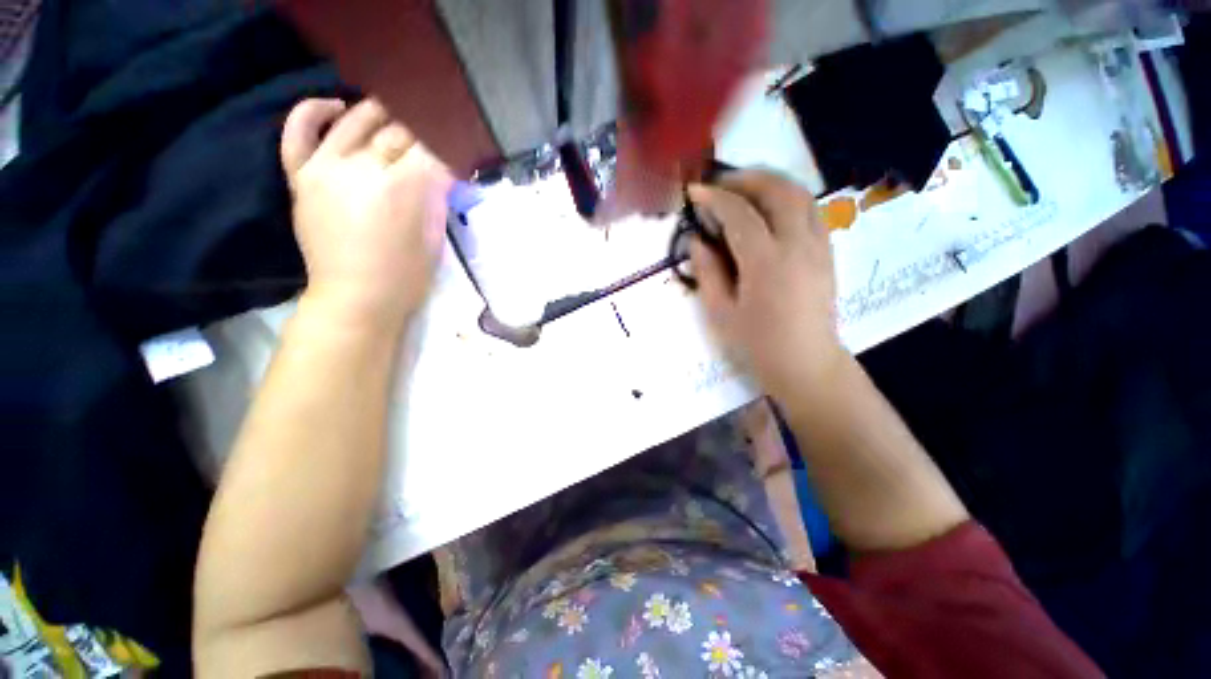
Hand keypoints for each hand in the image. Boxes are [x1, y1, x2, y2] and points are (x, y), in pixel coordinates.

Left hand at [280, 98, 452, 331]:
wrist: (355, 300)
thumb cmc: (405, 276)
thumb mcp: (434, 238)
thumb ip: (436, 198)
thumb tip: (441, 171)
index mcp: (401, 189)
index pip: (429, 149)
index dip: (447, 148)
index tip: (456, 154)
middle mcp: (361, 168)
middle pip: (396, 131)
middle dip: (421, 135)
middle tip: (432, 145)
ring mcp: (325, 168)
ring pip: (354, 120)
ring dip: (380, 116)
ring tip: (394, 122)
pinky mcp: (301, 176)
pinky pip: (299, 131)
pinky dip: (315, 111)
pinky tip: (336, 107)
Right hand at [688, 170, 846, 404]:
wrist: (806, 363)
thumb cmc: (757, 344)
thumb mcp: (720, 312)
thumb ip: (707, 271)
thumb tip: (697, 240)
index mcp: (766, 263)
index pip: (739, 214)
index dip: (715, 198)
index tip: (695, 192)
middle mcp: (797, 245)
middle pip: (777, 190)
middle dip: (746, 178)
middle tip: (721, 183)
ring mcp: (818, 246)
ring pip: (800, 194)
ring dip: (770, 182)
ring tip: (744, 188)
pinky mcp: (827, 252)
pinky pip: (810, 210)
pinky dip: (787, 198)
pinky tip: (769, 210)